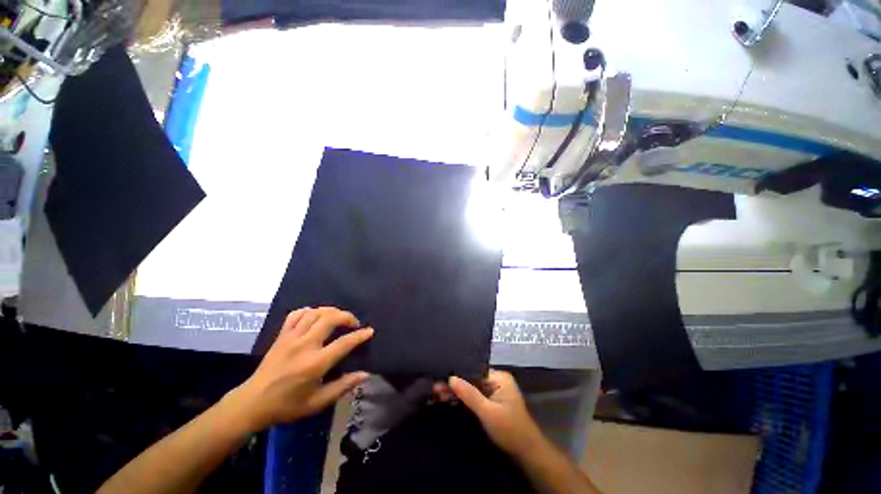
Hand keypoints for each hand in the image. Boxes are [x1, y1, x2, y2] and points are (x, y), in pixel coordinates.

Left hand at [228, 307, 373, 432]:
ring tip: (338, 318)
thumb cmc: (287, 406)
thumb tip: (365, 375)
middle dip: (347, 316)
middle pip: (330, 319)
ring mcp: (291, 338)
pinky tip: (315, 316)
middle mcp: (304, 345)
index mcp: (315, 364)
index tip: (370, 331)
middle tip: (354, 323)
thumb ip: (342, 387)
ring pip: (315, 313)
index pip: (344, 343)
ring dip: (330, 311)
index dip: (360, 335)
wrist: (252, 403)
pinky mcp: (281, 336)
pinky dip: (309, 311)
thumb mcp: (317, 403)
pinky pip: (296, 315)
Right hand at [445, 370, 541, 457]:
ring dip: (457, 393)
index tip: (440, 377)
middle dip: (455, 385)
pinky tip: (450, 399)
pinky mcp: (492, 403)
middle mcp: (497, 381)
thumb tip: (450, 377)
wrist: (527, 453)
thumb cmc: (509, 430)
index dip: (457, 375)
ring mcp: (495, 392)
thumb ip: (469, 394)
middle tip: (435, 388)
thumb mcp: (487, 412)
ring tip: (437, 393)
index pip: (474, 371)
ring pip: (472, 389)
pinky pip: (475, 397)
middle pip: (472, 380)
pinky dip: (464, 400)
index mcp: (499, 377)